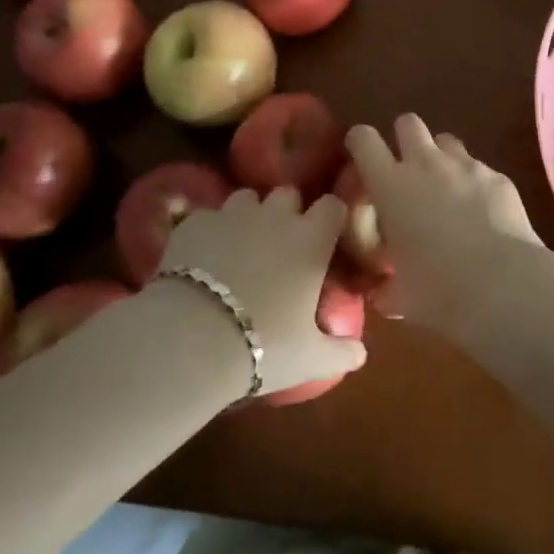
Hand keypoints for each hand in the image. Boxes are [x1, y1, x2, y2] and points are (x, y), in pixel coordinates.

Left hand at [154, 186, 366, 398]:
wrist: (192, 338)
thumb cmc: (263, 345)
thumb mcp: (309, 359)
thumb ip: (339, 352)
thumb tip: (360, 354)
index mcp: (311, 240)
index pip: (332, 205)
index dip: (329, 217)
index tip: (326, 236)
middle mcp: (276, 216)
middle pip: (289, 194)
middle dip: (287, 212)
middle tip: (281, 245)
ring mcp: (234, 214)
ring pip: (247, 197)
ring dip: (249, 215)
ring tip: (240, 247)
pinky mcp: (196, 221)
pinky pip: (209, 216)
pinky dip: (210, 232)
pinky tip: (202, 258)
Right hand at [345, 114, 544, 332]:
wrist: (503, 285)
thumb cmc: (438, 290)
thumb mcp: (401, 297)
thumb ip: (387, 289)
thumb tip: (383, 295)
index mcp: (391, 185)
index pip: (363, 139)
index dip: (359, 142)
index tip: (360, 155)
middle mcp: (426, 164)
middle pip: (408, 123)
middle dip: (404, 138)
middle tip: (406, 170)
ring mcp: (465, 165)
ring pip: (446, 140)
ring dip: (440, 157)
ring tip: (445, 188)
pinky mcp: (498, 176)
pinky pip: (479, 167)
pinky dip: (475, 183)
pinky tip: (482, 213)